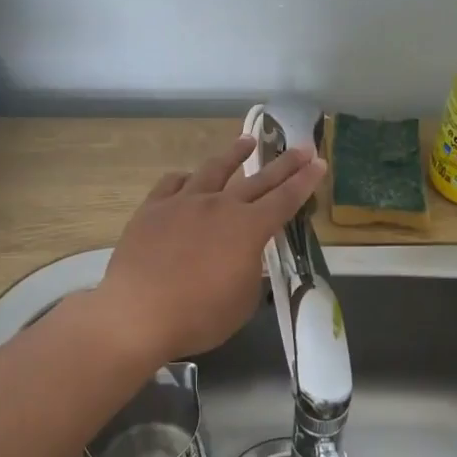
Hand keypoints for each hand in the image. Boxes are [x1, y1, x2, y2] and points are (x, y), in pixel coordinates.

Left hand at [94, 134, 324, 366]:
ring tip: (247, 141)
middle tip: (302, 147)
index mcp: (248, 229)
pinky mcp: (152, 208)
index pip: (285, 200)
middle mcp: (219, 206)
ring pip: (214, 169)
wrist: (137, 314)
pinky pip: (173, 183)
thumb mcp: (243, 301)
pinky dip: (186, 178)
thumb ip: (250, 271)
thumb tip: (245, 257)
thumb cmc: (199, 316)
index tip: (319, 163)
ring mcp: (183, 203)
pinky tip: (188, 177)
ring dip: (234, 154)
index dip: (305, 182)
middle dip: (284, 163)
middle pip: (258, 179)